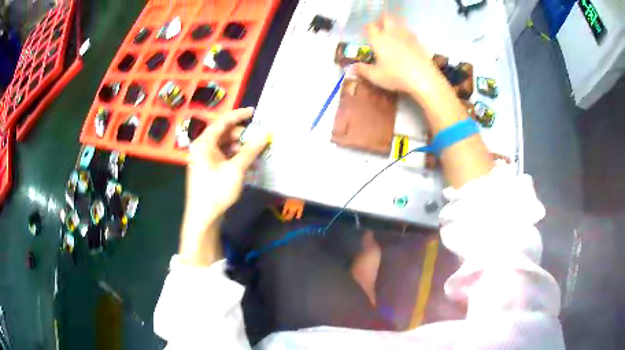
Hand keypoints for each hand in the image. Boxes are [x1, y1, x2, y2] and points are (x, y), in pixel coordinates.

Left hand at [179, 108, 267, 265]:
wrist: (202, 217)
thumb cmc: (216, 191)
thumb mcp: (236, 169)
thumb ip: (250, 150)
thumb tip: (266, 134)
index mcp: (204, 143)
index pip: (223, 121)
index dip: (239, 115)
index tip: (254, 113)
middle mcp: (202, 147)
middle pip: (224, 133)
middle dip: (242, 135)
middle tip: (259, 139)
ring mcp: (204, 159)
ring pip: (225, 145)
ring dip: (240, 147)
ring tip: (255, 152)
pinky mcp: (208, 169)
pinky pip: (223, 156)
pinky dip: (235, 157)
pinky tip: (247, 164)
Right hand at [353, 15, 442, 97]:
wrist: (423, 78)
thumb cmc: (396, 76)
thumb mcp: (375, 76)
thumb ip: (362, 70)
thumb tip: (351, 68)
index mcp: (379, 39)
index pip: (370, 27)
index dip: (367, 28)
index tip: (367, 33)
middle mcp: (392, 33)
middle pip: (386, 18)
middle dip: (382, 20)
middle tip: (380, 27)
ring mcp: (407, 36)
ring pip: (400, 23)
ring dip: (396, 25)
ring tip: (394, 34)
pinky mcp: (419, 42)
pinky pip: (411, 33)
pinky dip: (407, 35)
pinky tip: (408, 44)